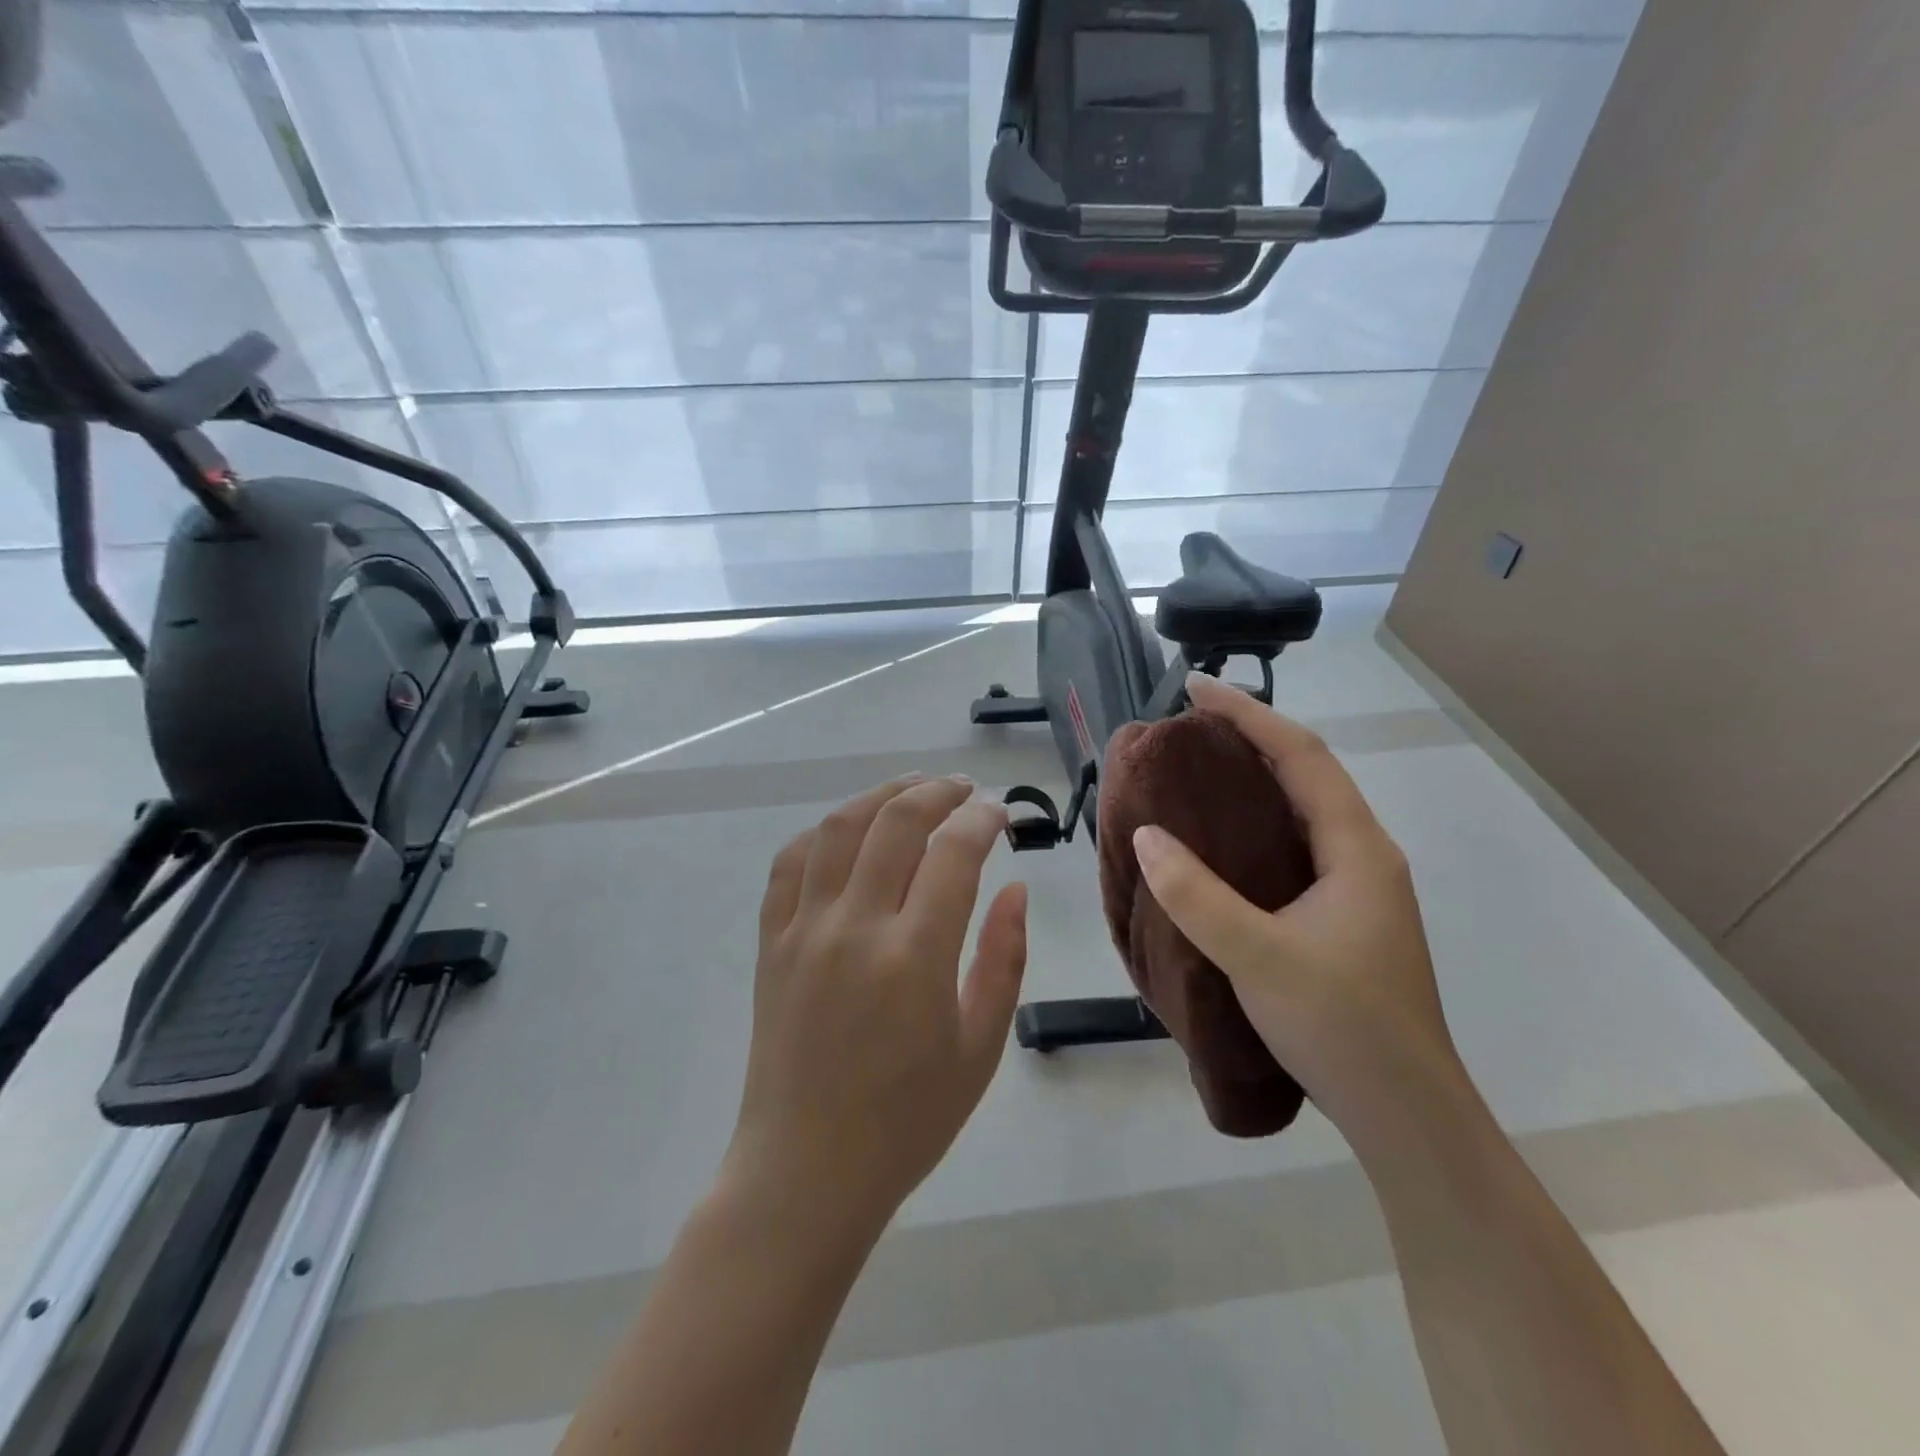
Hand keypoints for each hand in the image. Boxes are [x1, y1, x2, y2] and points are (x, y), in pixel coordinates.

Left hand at [725, 775, 1028, 1228]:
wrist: (806, 1171)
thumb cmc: (907, 1121)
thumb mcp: (979, 1048)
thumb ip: (1004, 959)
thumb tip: (1015, 889)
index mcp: (914, 957)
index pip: (954, 853)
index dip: (982, 819)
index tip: (999, 813)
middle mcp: (854, 928)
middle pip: (895, 822)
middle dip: (936, 792)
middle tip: (962, 789)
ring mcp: (803, 930)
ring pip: (838, 829)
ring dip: (879, 796)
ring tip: (911, 789)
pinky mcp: (770, 943)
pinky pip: (789, 864)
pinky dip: (821, 833)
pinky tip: (846, 831)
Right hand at [1130, 673, 1463, 1143]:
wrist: (1405, 1115)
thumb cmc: (1342, 1028)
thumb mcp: (1258, 958)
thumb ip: (1197, 896)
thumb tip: (1146, 835)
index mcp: (1356, 850)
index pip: (1302, 756)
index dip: (1248, 714)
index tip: (1195, 689)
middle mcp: (1363, 857)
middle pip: (1306, 774)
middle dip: (1250, 738)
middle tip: (1188, 728)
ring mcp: (1356, 889)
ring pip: (1301, 812)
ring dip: (1254, 780)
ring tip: (1196, 771)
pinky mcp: (1341, 918)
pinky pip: (1293, 847)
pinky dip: (1254, 825)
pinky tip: (1220, 843)